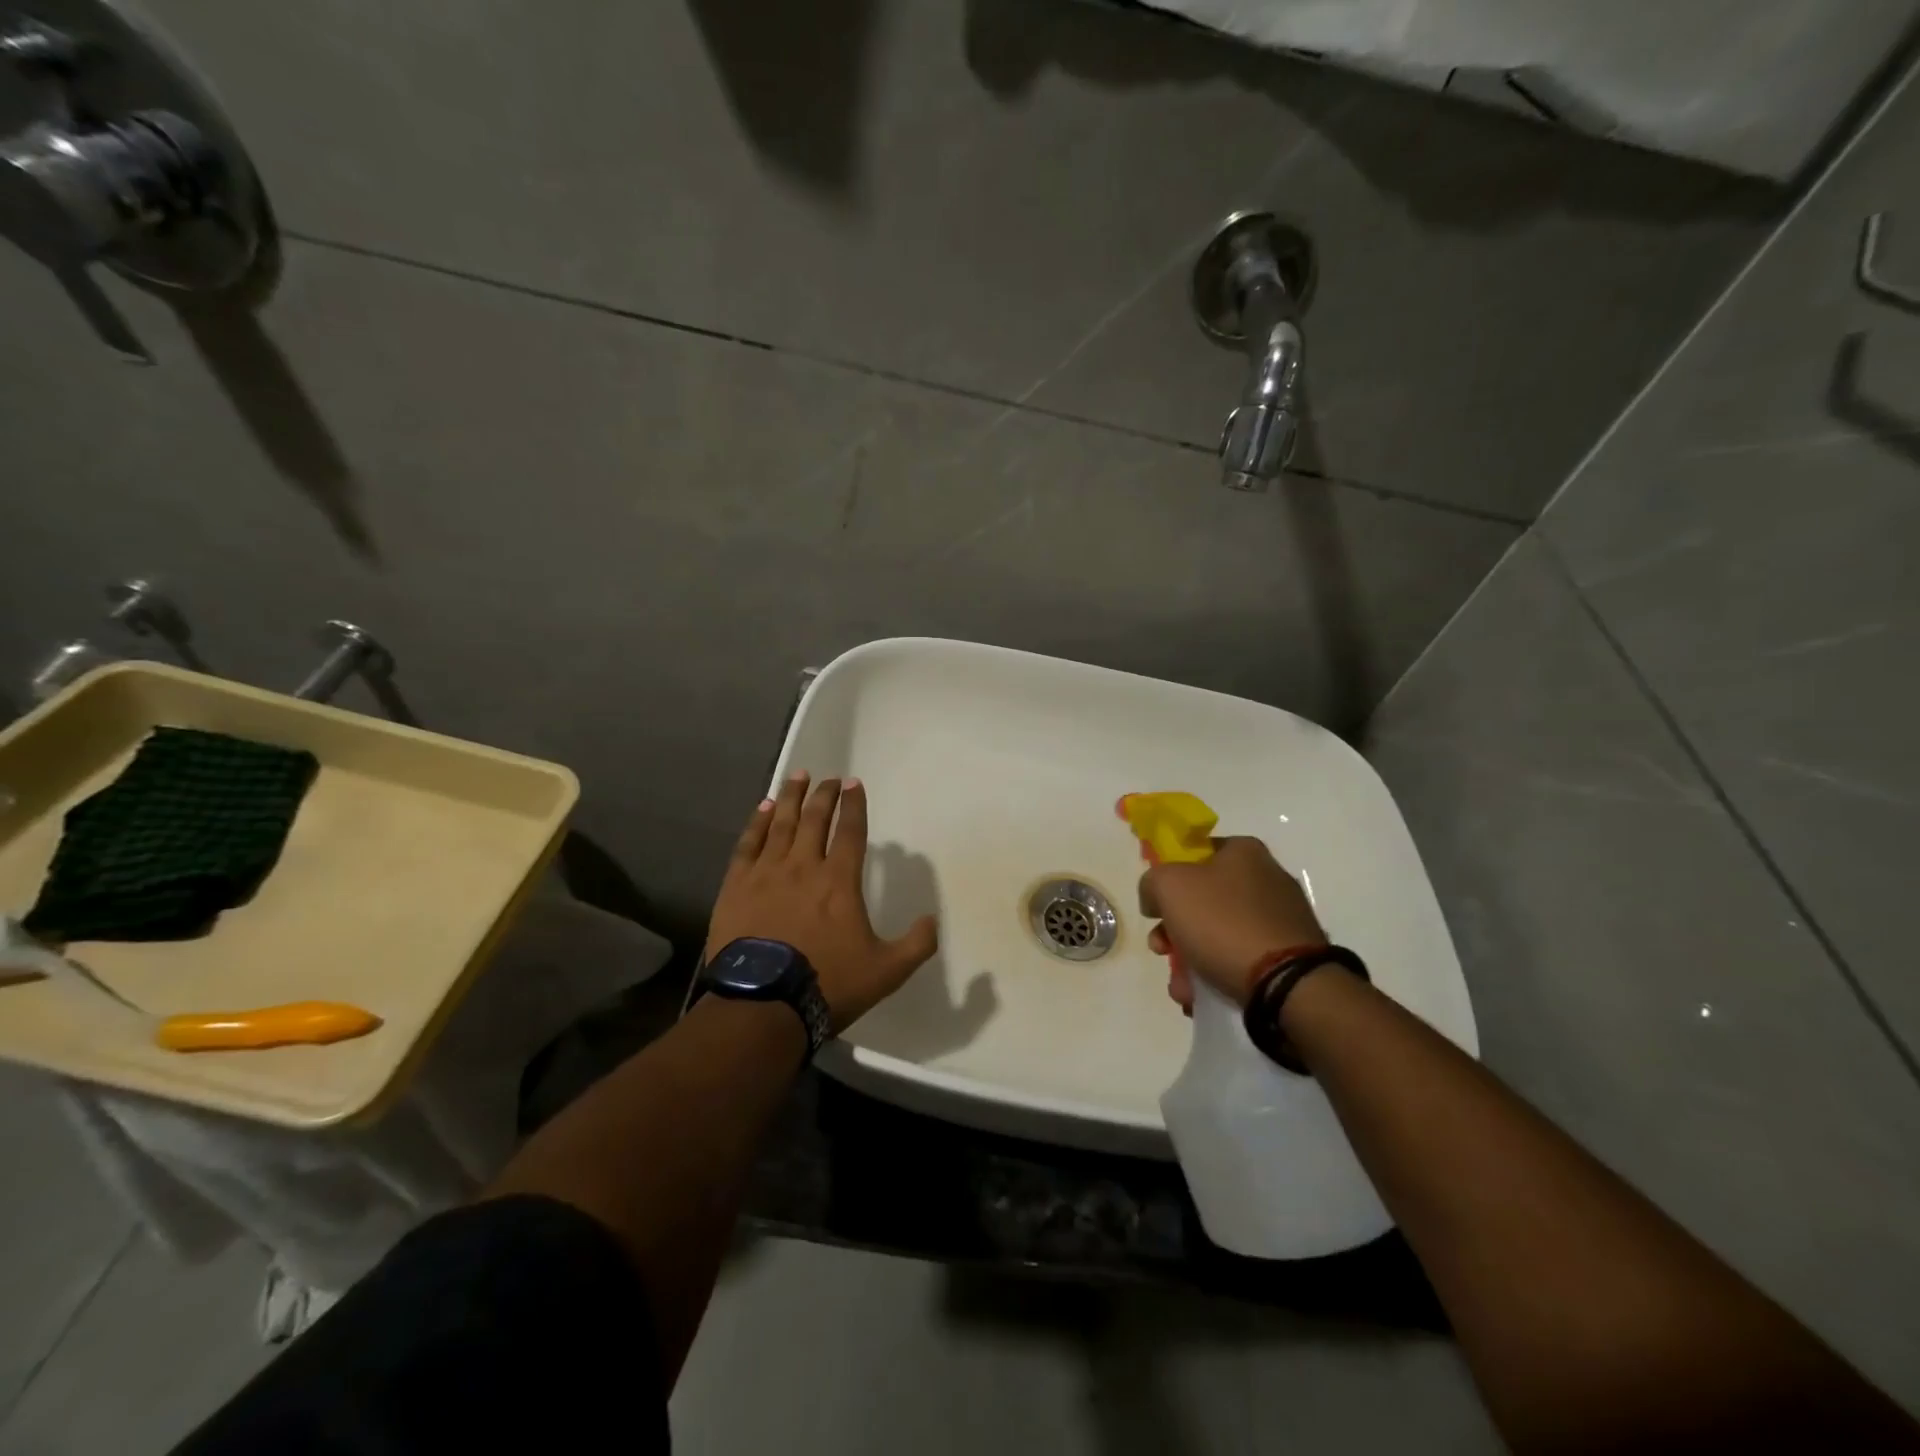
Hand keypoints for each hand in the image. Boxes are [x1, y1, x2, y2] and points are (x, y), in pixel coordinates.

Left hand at [705, 772, 938, 1032]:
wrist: (763, 1004)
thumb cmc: (827, 983)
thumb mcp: (887, 971)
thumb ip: (916, 944)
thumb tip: (932, 920)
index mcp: (839, 881)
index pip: (850, 831)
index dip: (854, 805)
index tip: (854, 784)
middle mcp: (803, 866)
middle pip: (814, 819)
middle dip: (824, 795)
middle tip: (829, 778)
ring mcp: (766, 873)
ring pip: (780, 823)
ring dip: (790, 797)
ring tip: (797, 776)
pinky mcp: (736, 886)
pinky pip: (748, 844)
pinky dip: (756, 823)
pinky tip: (762, 808)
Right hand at [1139, 837, 1325, 1010]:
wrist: (1285, 983)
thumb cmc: (1222, 922)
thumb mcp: (1168, 886)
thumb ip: (1152, 882)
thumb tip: (1155, 899)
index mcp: (1244, 852)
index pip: (1196, 853)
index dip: (1169, 877)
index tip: (1156, 906)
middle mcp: (1267, 879)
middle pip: (1204, 899)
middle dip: (1174, 929)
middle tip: (1161, 950)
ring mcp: (1281, 918)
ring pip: (1219, 934)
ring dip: (1191, 960)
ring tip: (1182, 989)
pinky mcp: (1290, 955)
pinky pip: (1242, 958)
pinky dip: (1218, 974)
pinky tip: (1202, 997)